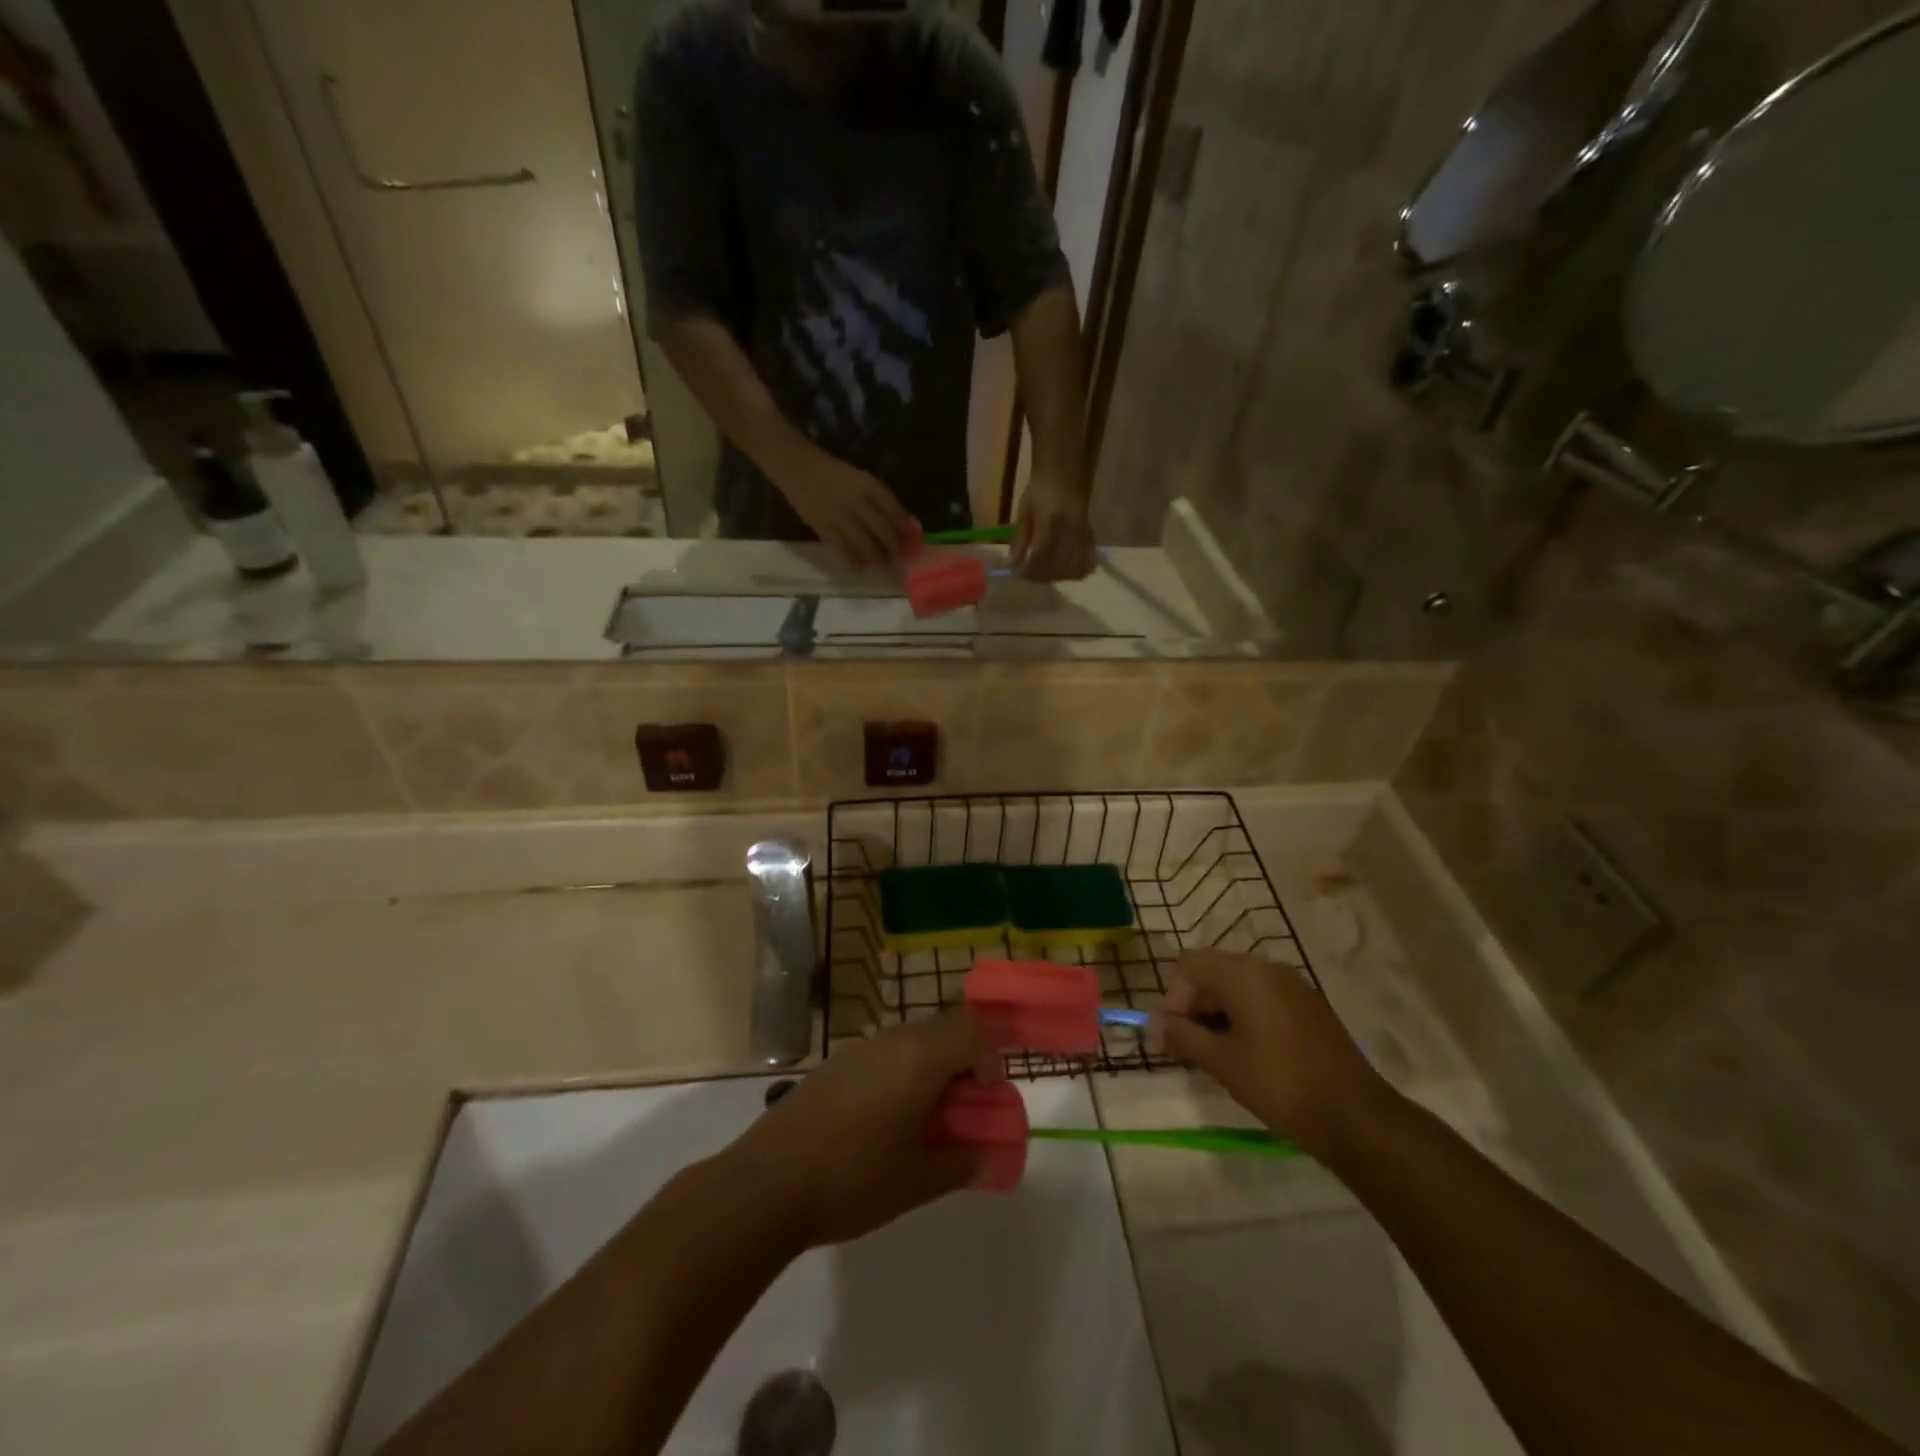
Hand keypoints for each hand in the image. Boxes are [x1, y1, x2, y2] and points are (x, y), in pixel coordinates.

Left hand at [724, 1012, 1000, 1250]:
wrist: (767, 1183)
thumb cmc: (853, 1179)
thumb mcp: (917, 1181)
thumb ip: (960, 1163)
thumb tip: (984, 1154)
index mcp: (919, 1058)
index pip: (973, 1029)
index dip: (991, 1055)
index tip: (988, 1095)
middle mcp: (892, 1040)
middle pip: (944, 1029)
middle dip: (964, 1061)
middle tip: (964, 1109)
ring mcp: (859, 1049)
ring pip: (912, 1041)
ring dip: (931, 1068)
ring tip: (926, 1120)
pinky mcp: (834, 1065)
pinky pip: (884, 1055)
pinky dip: (901, 1075)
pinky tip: (885, 1122)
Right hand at [776, 445, 913, 568]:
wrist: (798, 467)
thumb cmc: (833, 473)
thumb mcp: (861, 479)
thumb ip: (880, 500)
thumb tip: (904, 524)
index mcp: (869, 485)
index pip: (895, 511)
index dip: (905, 530)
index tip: (911, 542)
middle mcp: (857, 501)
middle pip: (883, 530)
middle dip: (894, 548)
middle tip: (899, 558)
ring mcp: (840, 515)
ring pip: (865, 543)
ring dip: (877, 557)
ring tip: (881, 563)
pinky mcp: (823, 526)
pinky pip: (842, 548)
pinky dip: (853, 561)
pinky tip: (860, 568)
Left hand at [1013, 471, 1095, 581]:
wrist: (1064, 475)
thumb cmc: (1040, 491)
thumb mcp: (1024, 512)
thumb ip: (1019, 540)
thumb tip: (1012, 566)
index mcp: (1050, 520)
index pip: (1041, 554)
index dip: (1030, 569)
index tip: (1019, 573)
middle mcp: (1070, 530)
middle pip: (1057, 566)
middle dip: (1041, 576)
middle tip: (1029, 574)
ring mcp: (1083, 535)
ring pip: (1073, 569)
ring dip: (1057, 577)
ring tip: (1045, 573)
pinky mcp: (1090, 538)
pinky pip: (1088, 563)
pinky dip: (1077, 572)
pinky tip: (1065, 570)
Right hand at [1154, 951, 1390, 1159]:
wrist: (1356, 1117)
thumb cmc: (1280, 1083)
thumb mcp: (1222, 1061)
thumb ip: (1182, 1036)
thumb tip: (1153, 1024)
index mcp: (1244, 973)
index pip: (1189, 965)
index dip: (1173, 997)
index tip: (1174, 1036)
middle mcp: (1268, 968)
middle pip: (1213, 973)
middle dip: (1194, 1007)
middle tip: (1190, 1050)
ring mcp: (1294, 987)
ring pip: (1239, 988)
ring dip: (1219, 1015)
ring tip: (1218, 1057)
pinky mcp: (1310, 1008)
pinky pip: (1264, 1000)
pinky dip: (1246, 1019)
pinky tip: (1249, 1056)